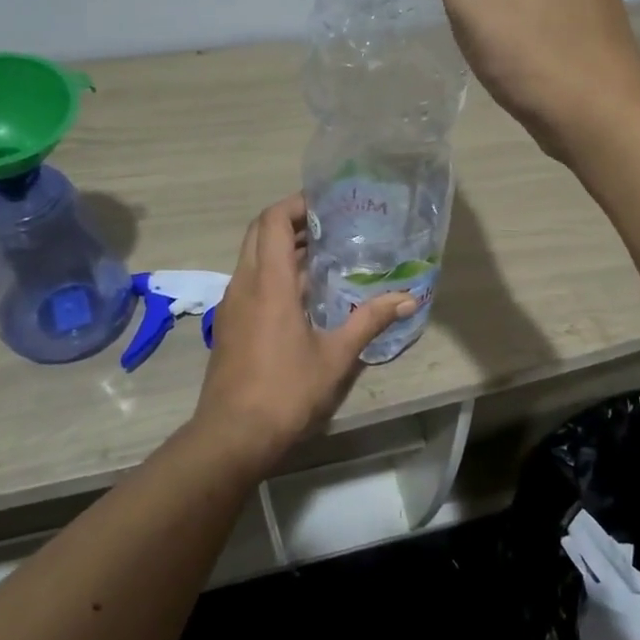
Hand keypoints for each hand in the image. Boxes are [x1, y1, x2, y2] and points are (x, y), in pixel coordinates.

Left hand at [192, 194, 413, 472]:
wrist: (232, 435)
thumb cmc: (286, 391)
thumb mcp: (335, 356)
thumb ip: (369, 320)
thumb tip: (408, 299)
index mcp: (269, 283)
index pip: (273, 221)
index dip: (296, 204)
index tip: (326, 204)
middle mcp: (245, 284)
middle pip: (259, 233)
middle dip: (290, 221)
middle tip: (328, 224)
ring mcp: (233, 304)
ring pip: (253, 257)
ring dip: (282, 247)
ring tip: (323, 254)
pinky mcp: (230, 323)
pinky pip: (250, 280)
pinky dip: (274, 272)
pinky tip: (303, 293)